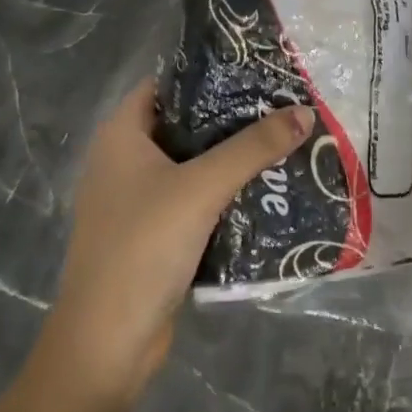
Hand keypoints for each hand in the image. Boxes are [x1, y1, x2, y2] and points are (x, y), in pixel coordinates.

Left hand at [45, 80, 313, 404]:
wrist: (107, 342)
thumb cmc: (143, 247)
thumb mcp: (201, 188)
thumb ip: (253, 148)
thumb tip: (304, 112)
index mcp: (120, 136)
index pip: (165, 85)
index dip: (207, 73)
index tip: (255, 69)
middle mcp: (124, 161)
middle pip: (184, 125)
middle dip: (230, 118)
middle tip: (281, 106)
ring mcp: (136, 201)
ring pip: (191, 165)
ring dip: (231, 158)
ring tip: (283, 142)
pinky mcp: (152, 235)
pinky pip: (193, 200)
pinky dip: (223, 194)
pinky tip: (265, 191)